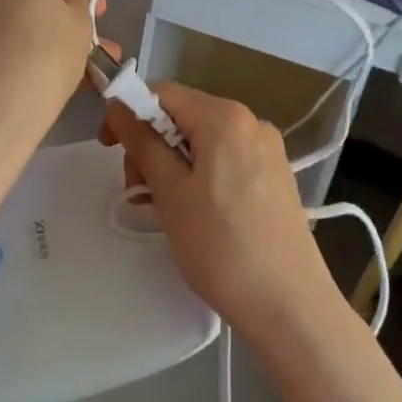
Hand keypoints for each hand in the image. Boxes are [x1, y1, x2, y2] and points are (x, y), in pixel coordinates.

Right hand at [103, 84, 335, 339]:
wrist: (292, 308)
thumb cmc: (222, 247)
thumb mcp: (171, 193)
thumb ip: (143, 142)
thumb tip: (119, 104)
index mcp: (225, 116)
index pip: (164, 93)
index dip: (130, 113)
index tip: (109, 149)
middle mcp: (251, 121)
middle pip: (185, 115)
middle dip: (152, 145)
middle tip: (139, 191)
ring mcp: (268, 149)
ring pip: (204, 141)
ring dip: (174, 164)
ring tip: (165, 210)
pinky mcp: (276, 176)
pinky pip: (226, 159)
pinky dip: (200, 176)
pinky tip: (196, 214)